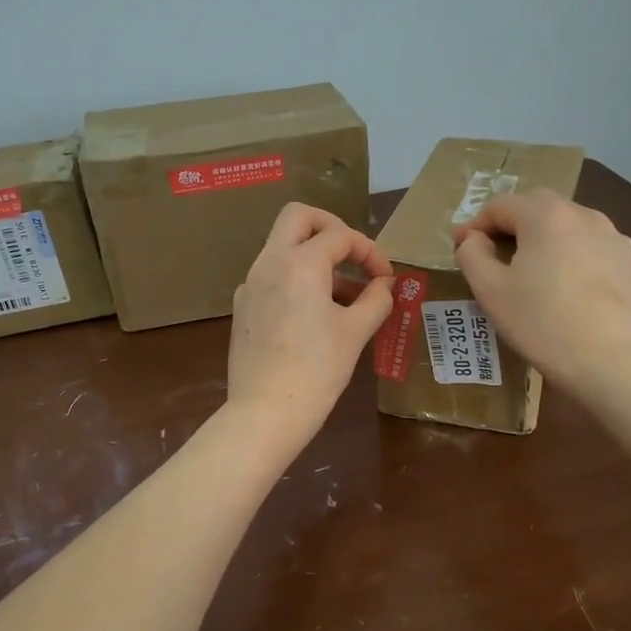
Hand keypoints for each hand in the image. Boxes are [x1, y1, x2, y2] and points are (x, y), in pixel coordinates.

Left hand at [226, 203, 393, 449]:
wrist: (265, 412)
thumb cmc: (317, 370)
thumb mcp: (355, 333)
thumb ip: (375, 300)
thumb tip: (384, 285)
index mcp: (298, 264)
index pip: (340, 236)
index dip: (370, 251)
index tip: (386, 278)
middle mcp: (268, 263)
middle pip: (298, 218)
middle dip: (331, 228)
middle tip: (353, 255)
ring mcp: (251, 285)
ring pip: (283, 247)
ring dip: (315, 257)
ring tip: (346, 297)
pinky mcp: (244, 308)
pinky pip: (272, 277)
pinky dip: (297, 280)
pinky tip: (316, 315)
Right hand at [453, 189, 630, 391]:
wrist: (607, 360)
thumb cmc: (540, 322)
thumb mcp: (490, 290)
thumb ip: (472, 254)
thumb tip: (473, 238)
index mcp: (545, 216)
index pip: (500, 205)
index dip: (476, 224)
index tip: (463, 248)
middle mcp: (583, 215)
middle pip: (537, 206)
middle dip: (512, 223)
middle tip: (495, 253)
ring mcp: (613, 237)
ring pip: (569, 224)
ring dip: (545, 237)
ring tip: (534, 268)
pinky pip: (593, 246)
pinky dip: (573, 254)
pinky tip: (568, 284)